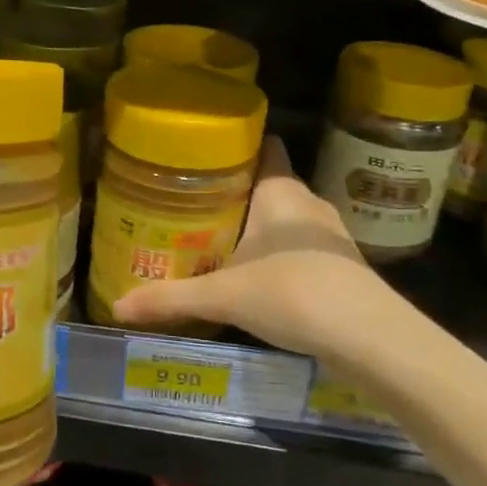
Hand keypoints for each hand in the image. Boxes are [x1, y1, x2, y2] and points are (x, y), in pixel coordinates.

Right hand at [109, 137, 400, 364]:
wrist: (369, 337)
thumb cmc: (292, 292)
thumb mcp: (223, 296)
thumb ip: (170, 298)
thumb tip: (117, 307)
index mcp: (281, 191)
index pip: (265, 147)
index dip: (237, 147)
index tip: (203, 157)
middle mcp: (308, 203)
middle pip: (269, 185)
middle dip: (236, 195)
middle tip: (194, 206)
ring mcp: (331, 235)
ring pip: (287, 219)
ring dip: (260, 228)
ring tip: (219, 241)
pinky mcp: (342, 265)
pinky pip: (302, 247)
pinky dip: (280, 254)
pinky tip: (258, 277)